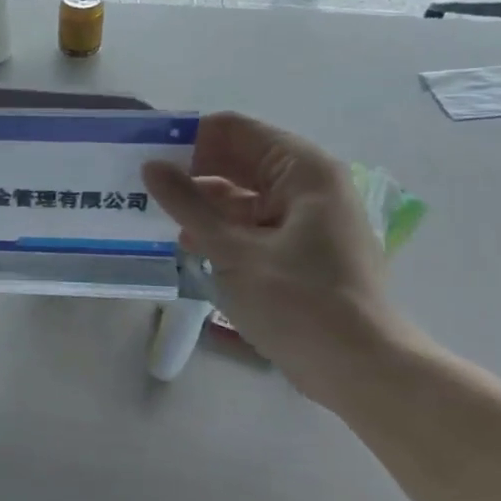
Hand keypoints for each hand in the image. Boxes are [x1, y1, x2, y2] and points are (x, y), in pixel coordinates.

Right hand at [143, 113, 407, 380]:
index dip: (188, 138)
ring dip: (202, 203)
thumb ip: (189, 204)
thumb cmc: (298, 302)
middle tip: (140, 186)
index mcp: (302, 170)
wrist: (360, 370)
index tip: (145, 156)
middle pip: (238, 159)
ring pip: (242, 193)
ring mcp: (306, 218)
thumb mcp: (233, 250)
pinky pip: (253, 222)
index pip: (234, 130)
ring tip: (153, 216)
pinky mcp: (301, 248)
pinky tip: (186, 244)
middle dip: (191, 171)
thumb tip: (151, 167)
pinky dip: (221, 228)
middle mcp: (308, 184)